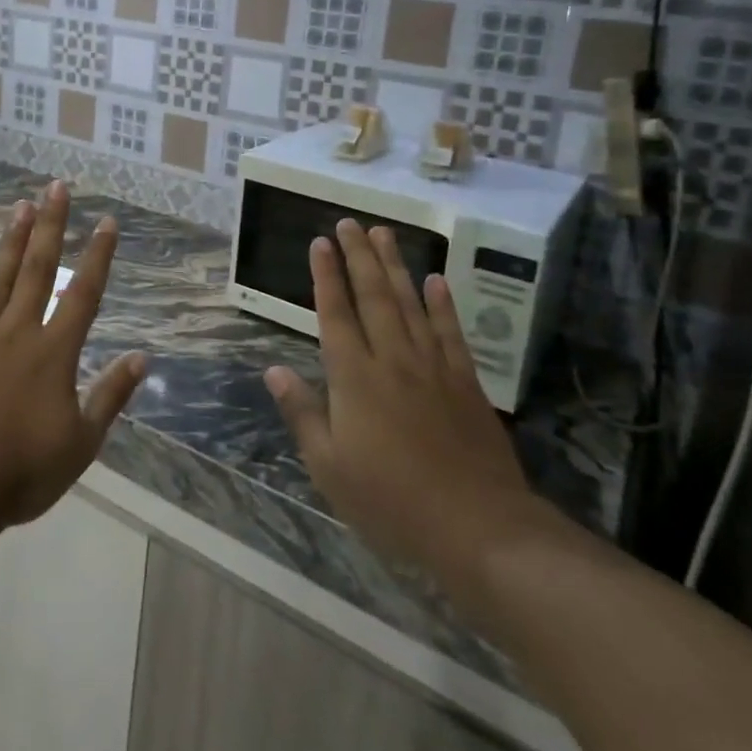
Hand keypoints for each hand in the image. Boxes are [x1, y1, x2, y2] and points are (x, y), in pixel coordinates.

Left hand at [0, 182, 146, 531]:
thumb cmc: (20, 472)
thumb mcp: (81, 442)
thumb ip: (110, 395)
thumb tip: (142, 357)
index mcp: (53, 353)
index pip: (83, 293)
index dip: (97, 256)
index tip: (107, 221)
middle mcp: (16, 333)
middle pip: (37, 270)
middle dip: (51, 226)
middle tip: (56, 187)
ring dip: (10, 241)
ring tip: (20, 206)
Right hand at [266, 222, 533, 588]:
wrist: (478, 528)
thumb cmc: (391, 501)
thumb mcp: (329, 467)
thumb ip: (302, 413)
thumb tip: (274, 370)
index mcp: (354, 378)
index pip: (335, 313)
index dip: (325, 276)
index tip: (320, 242)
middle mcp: (392, 359)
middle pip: (373, 296)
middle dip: (358, 256)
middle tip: (349, 222)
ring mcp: (433, 367)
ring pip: (410, 303)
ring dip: (395, 266)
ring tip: (384, 233)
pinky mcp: (465, 383)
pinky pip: (451, 333)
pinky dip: (443, 305)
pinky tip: (437, 281)